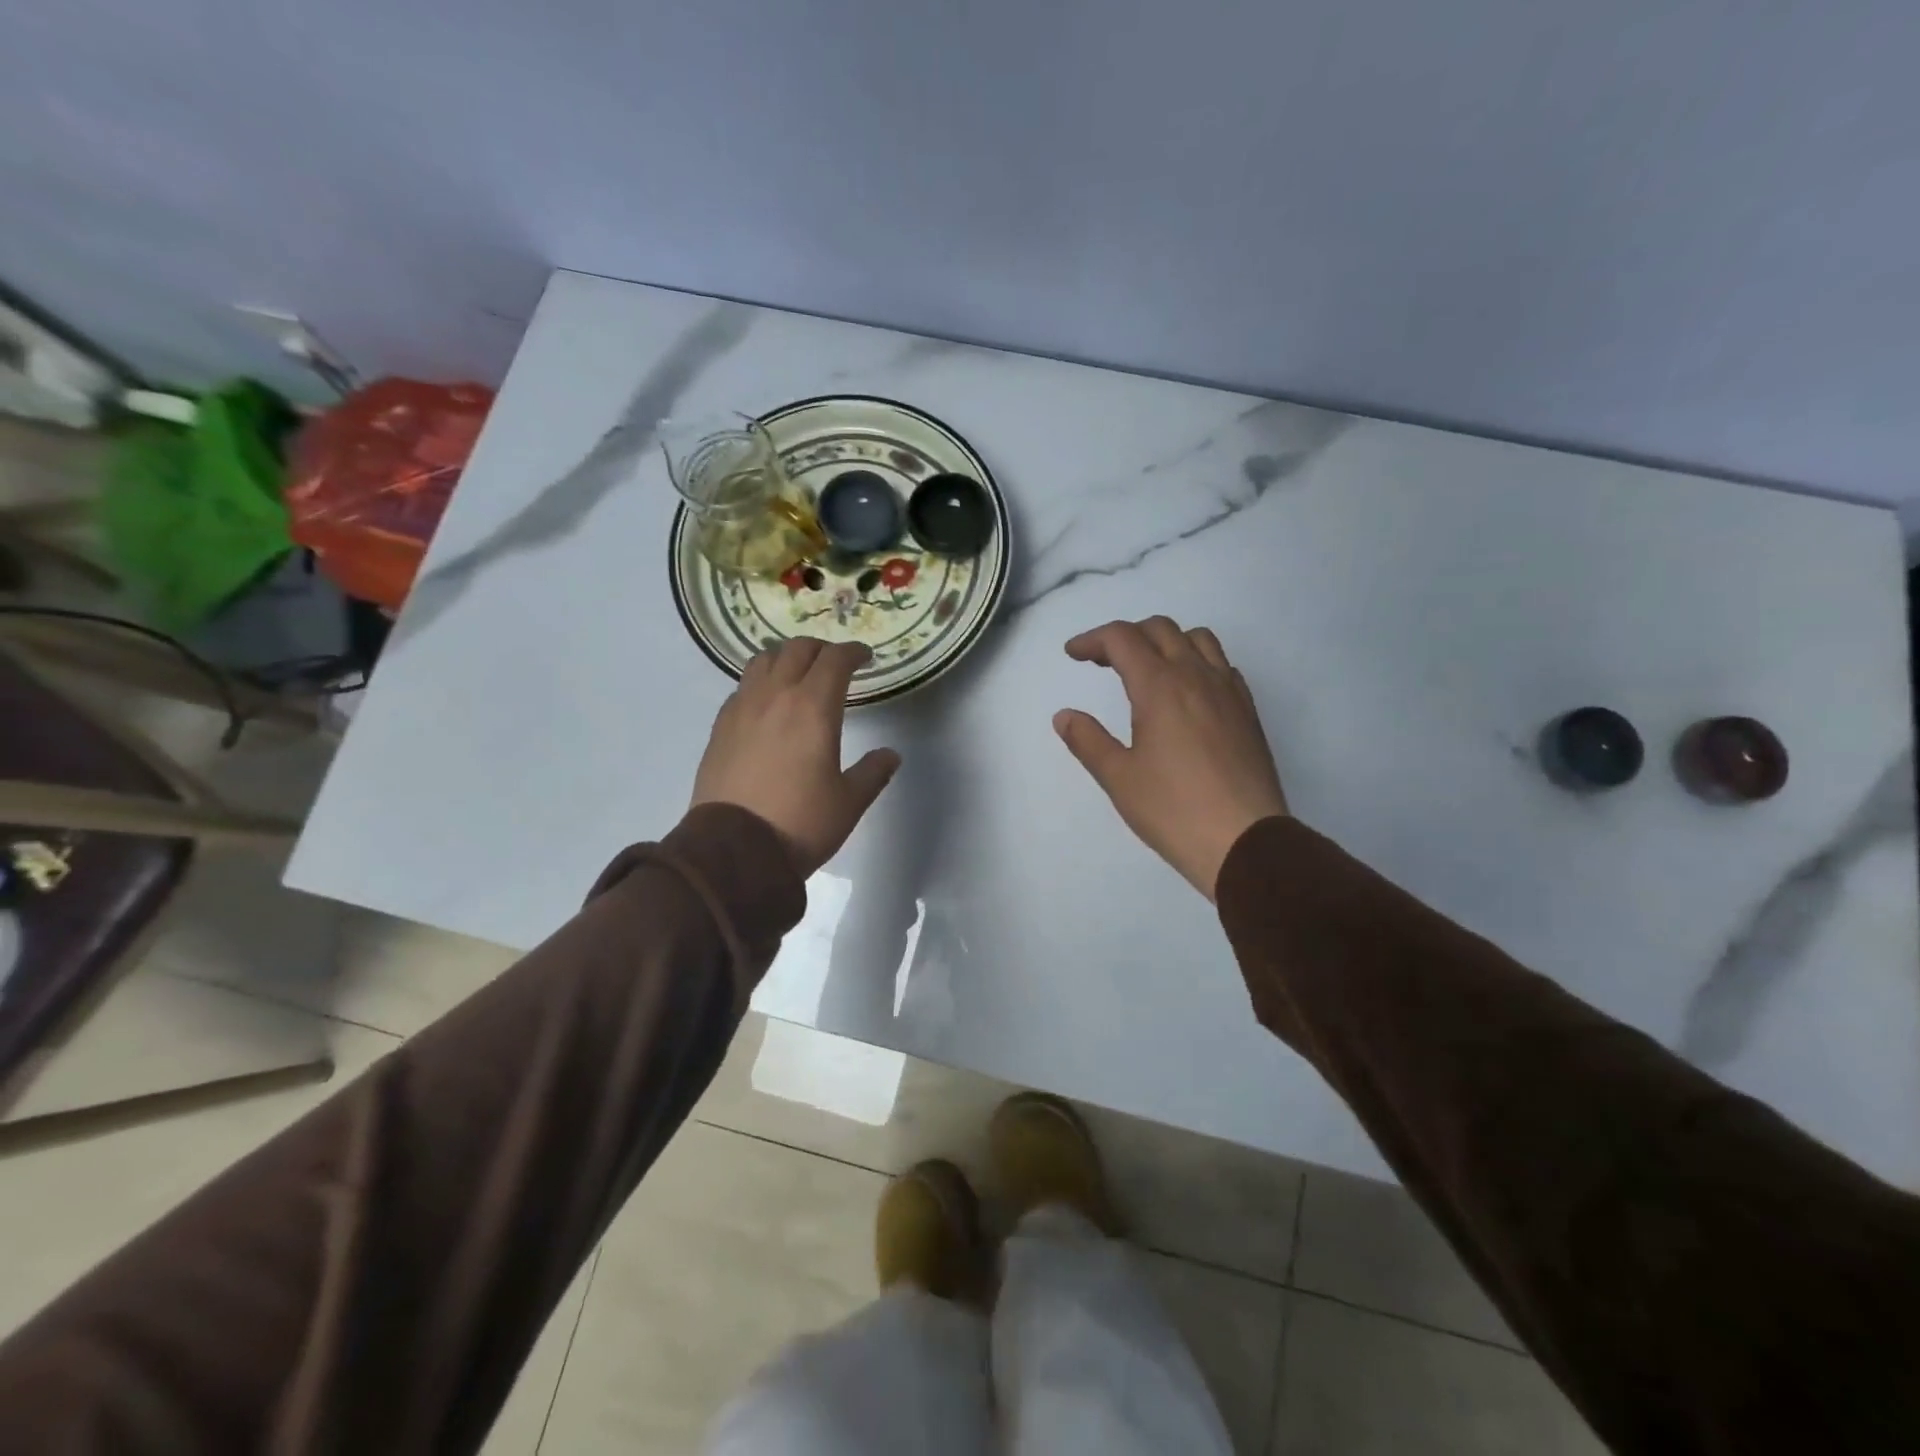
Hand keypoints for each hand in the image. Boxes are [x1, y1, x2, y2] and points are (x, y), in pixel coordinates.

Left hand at [691, 639, 900, 876]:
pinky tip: (767, 703)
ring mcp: (742, 708)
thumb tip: (890, 755)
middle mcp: (775, 696)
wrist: (733, 851)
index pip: (835, 660)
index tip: (866, 658)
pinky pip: (743, 687)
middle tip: (835, 663)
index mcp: (813, 707)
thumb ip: (873, 772)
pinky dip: (761, 681)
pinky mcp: (720, 726)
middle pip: (797, 649)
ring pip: (763, 660)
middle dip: (821, 649)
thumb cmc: (799, 823)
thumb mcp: (849, 802)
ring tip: (798, 673)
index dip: (853, 652)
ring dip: (786, 657)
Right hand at [1054, 617, 1288, 899]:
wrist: (1245, 842)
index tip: (1073, 654)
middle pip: (1160, 629)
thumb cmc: (1174, 810)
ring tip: (1148, 669)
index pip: (1122, 638)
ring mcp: (1229, 691)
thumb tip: (1064, 716)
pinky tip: (1187, 693)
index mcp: (1160, 686)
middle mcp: (1197, 676)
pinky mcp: (1248, 712)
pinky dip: (1197, 662)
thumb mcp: (1119, 778)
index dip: (1093, 639)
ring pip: (1198, 639)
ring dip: (1166, 641)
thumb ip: (1087, 740)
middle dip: (1126, 636)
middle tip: (1103, 662)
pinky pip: (1221, 665)